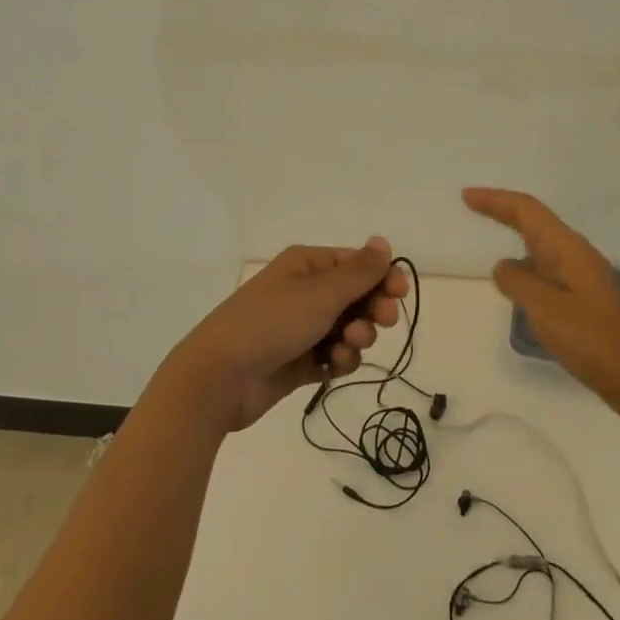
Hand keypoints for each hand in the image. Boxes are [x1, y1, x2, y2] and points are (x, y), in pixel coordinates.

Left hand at [161, 237, 408, 433]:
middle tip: (382, 322)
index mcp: (306, 265)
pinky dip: (339, 360)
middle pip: (355, 296)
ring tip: (347, 347)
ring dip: (356, 338)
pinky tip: (332, 366)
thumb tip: (382, 241)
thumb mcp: (321, 293)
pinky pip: (332, 356)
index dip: (382, 276)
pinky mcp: (297, 361)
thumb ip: (358, 271)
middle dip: (372, 309)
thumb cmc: (272, 323)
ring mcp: (300, 328)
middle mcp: (304, 291)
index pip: (356, 263)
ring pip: (347, 328)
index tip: (399, 294)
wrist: (220, 377)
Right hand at [464, 188, 619, 424]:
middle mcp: (576, 255)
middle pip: (535, 222)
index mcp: (568, 249)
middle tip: (472, 206)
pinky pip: (547, 270)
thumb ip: (518, 283)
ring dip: (516, 237)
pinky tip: (517, 284)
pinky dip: (526, 267)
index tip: (467, 196)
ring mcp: (583, 278)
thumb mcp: (546, 309)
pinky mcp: (584, 300)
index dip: (496, 200)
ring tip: (489, 240)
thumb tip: (503, 267)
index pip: (527, 210)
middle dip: (503, 211)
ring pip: (542, 246)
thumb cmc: (593, 340)